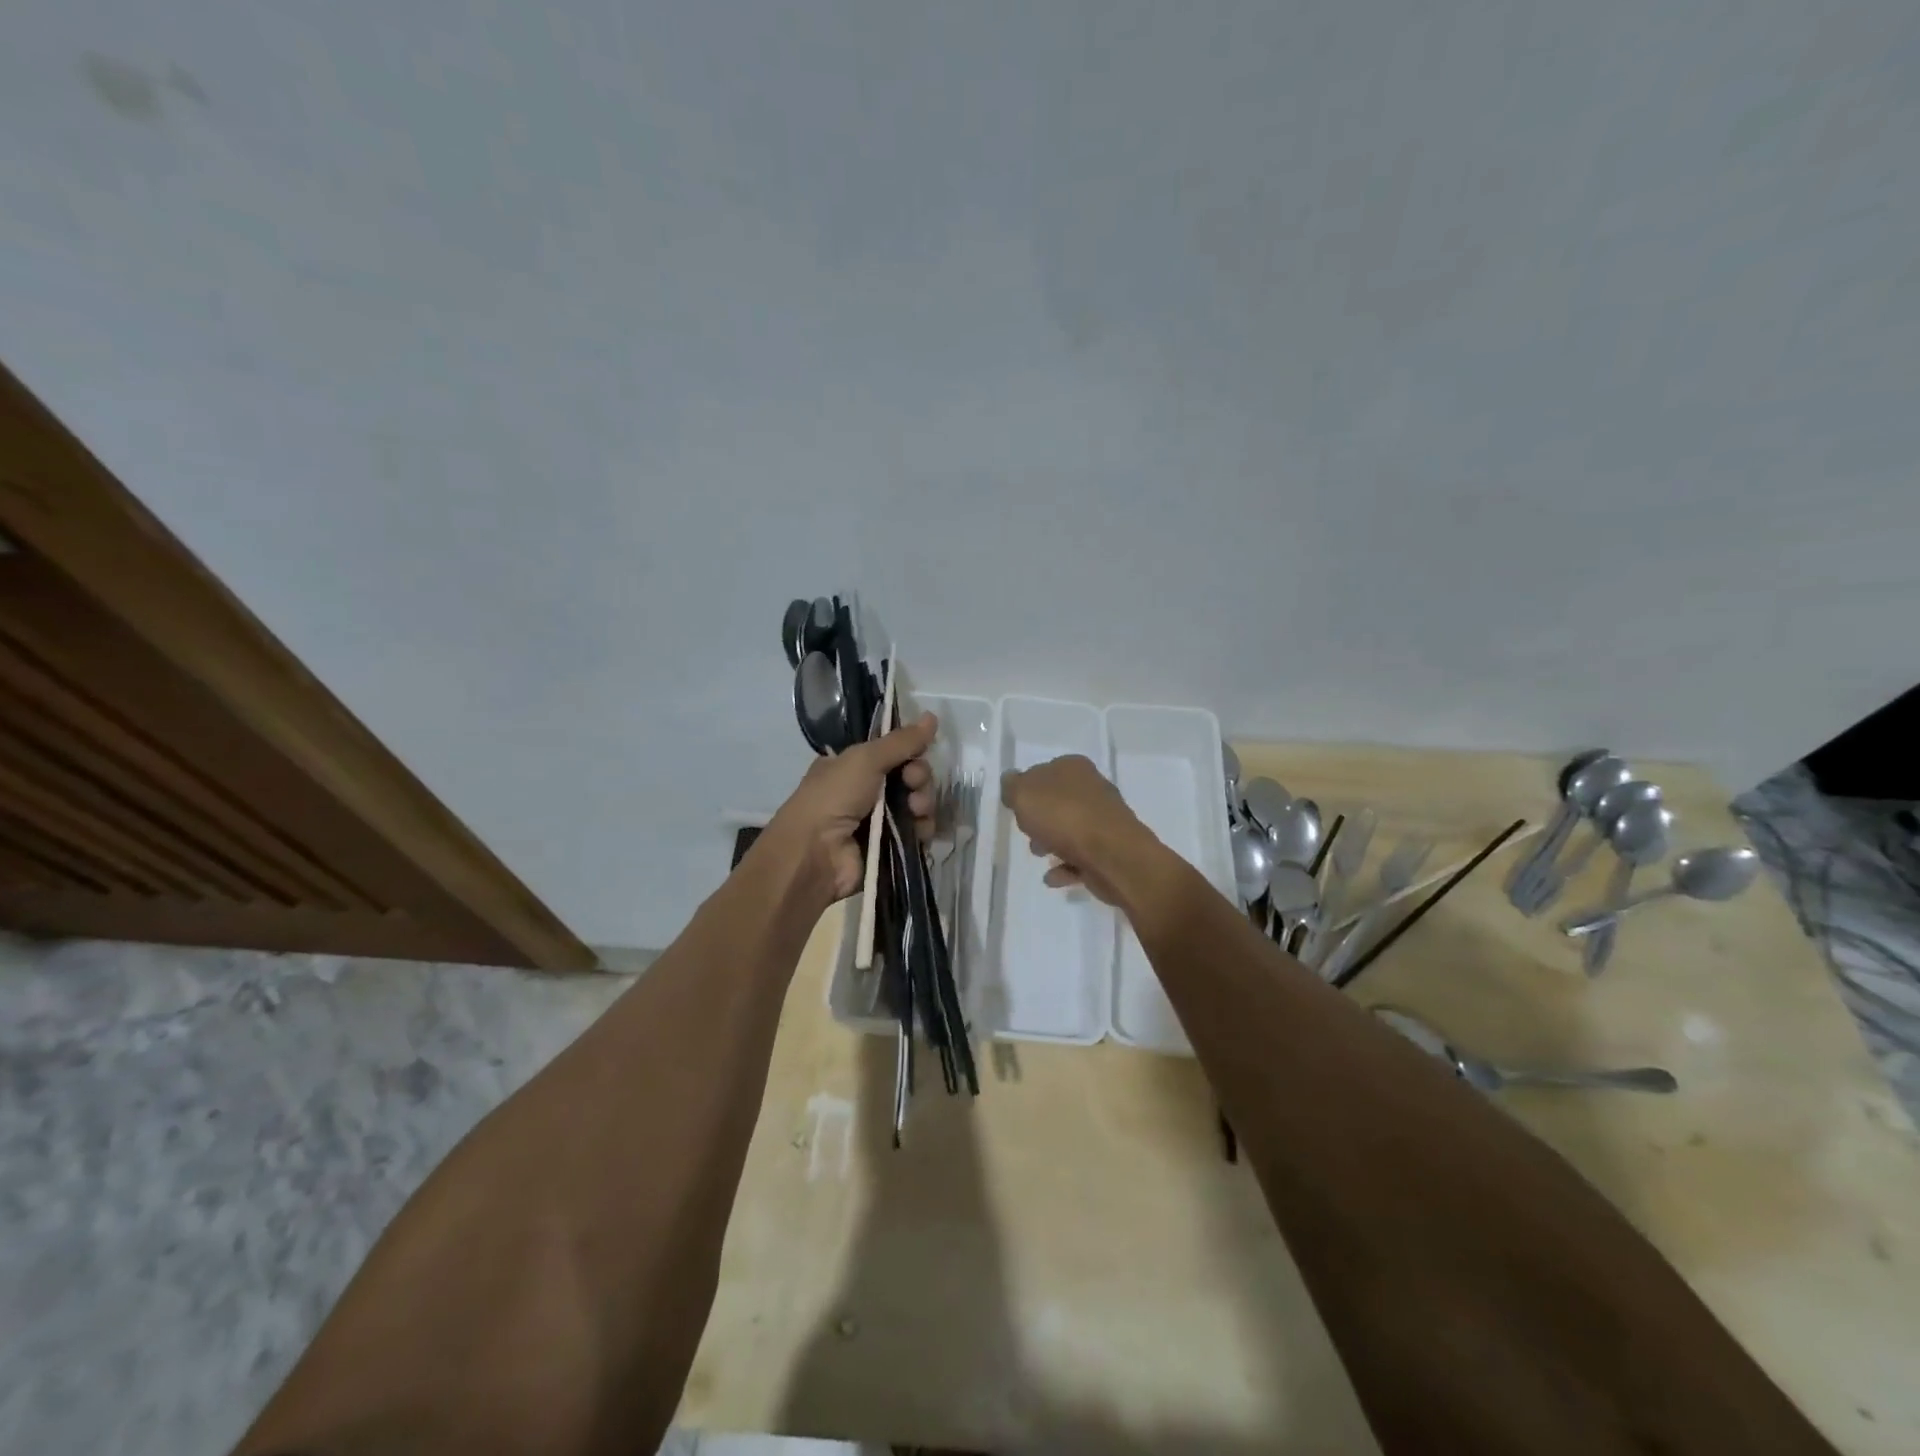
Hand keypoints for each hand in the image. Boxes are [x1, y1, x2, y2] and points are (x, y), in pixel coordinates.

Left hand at [767, 712, 939, 903]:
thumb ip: (901, 741)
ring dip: (923, 804)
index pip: (893, 753)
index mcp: (852, 766)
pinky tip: (921, 832)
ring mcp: (878, 821)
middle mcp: (865, 791)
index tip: (916, 756)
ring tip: (917, 811)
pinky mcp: (889, 847)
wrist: (815, 854)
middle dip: (919, 779)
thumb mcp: (865, 759)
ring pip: (916, 805)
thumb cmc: (833, 798)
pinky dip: (923, 830)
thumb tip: (932, 715)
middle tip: (914, 786)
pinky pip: (917, 833)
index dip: (910, 753)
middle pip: (909, 778)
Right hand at [999, 754, 1156, 906]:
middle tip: (1027, 833)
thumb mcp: (1023, 794)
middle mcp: (1093, 789)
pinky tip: (1052, 877)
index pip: (1046, 771)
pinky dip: (1065, 866)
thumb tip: (1011, 781)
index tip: (1016, 808)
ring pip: (1070, 829)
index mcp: (1074, 768)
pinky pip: (1080, 857)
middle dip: (1040, 819)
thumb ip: (1012, 786)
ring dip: (1052, 843)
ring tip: (1040, 856)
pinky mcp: (1110, 850)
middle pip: (1058, 802)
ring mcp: (1104, 820)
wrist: (1112, 855)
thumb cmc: (1064, 817)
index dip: (1028, 789)